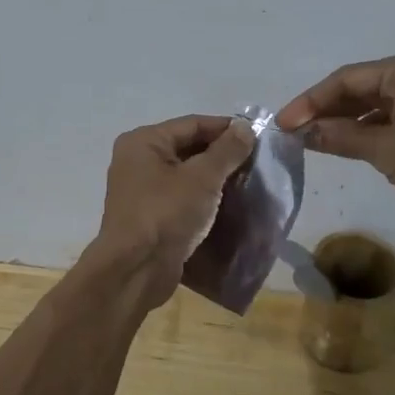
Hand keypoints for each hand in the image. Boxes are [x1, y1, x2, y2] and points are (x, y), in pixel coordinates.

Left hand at [92, 114, 255, 300]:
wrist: (136, 271)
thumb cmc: (166, 214)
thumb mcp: (202, 178)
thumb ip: (226, 151)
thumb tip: (245, 127)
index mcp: (144, 141)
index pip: (192, 124)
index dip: (226, 128)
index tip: (258, 136)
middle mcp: (138, 160)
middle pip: (188, 147)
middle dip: (222, 154)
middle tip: (256, 162)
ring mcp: (142, 190)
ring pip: (186, 174)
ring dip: (215, 178)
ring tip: (248, 182)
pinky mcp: (150, 215)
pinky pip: (181, 197)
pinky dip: (203, 198)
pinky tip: (229, 204)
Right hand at [275, 46, 394, 223]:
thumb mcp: (389, 152)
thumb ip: (342, 137)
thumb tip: (303, 131)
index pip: (347, 79)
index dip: (310, 101)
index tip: (281, 124)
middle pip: (360, 87)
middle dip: (326, 110)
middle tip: (291, 133)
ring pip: (374, 103)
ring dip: (344, 122)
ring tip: (310, 141)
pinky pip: (391, 115)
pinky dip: (367, 130)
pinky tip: (343, 145)